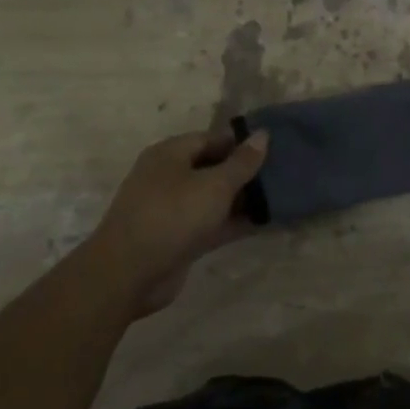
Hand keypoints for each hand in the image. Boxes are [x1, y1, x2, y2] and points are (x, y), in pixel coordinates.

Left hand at [80, 127, 268, 315]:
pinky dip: (235, 222)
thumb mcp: (214, 185)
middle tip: (281, 173)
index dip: (241, 142)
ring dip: (242, 199)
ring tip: (280, 197)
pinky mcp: (179, 238)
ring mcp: (172, 210)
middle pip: (213, 167)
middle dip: (245, 172)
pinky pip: (212, 223)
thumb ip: (242, 162)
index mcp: (170, 154)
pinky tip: (265, 222)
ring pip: (214, 198)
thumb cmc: (172, 216)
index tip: (273, 148)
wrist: (128, 274)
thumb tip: (263, 134)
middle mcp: (169, 177)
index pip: (212, 138)